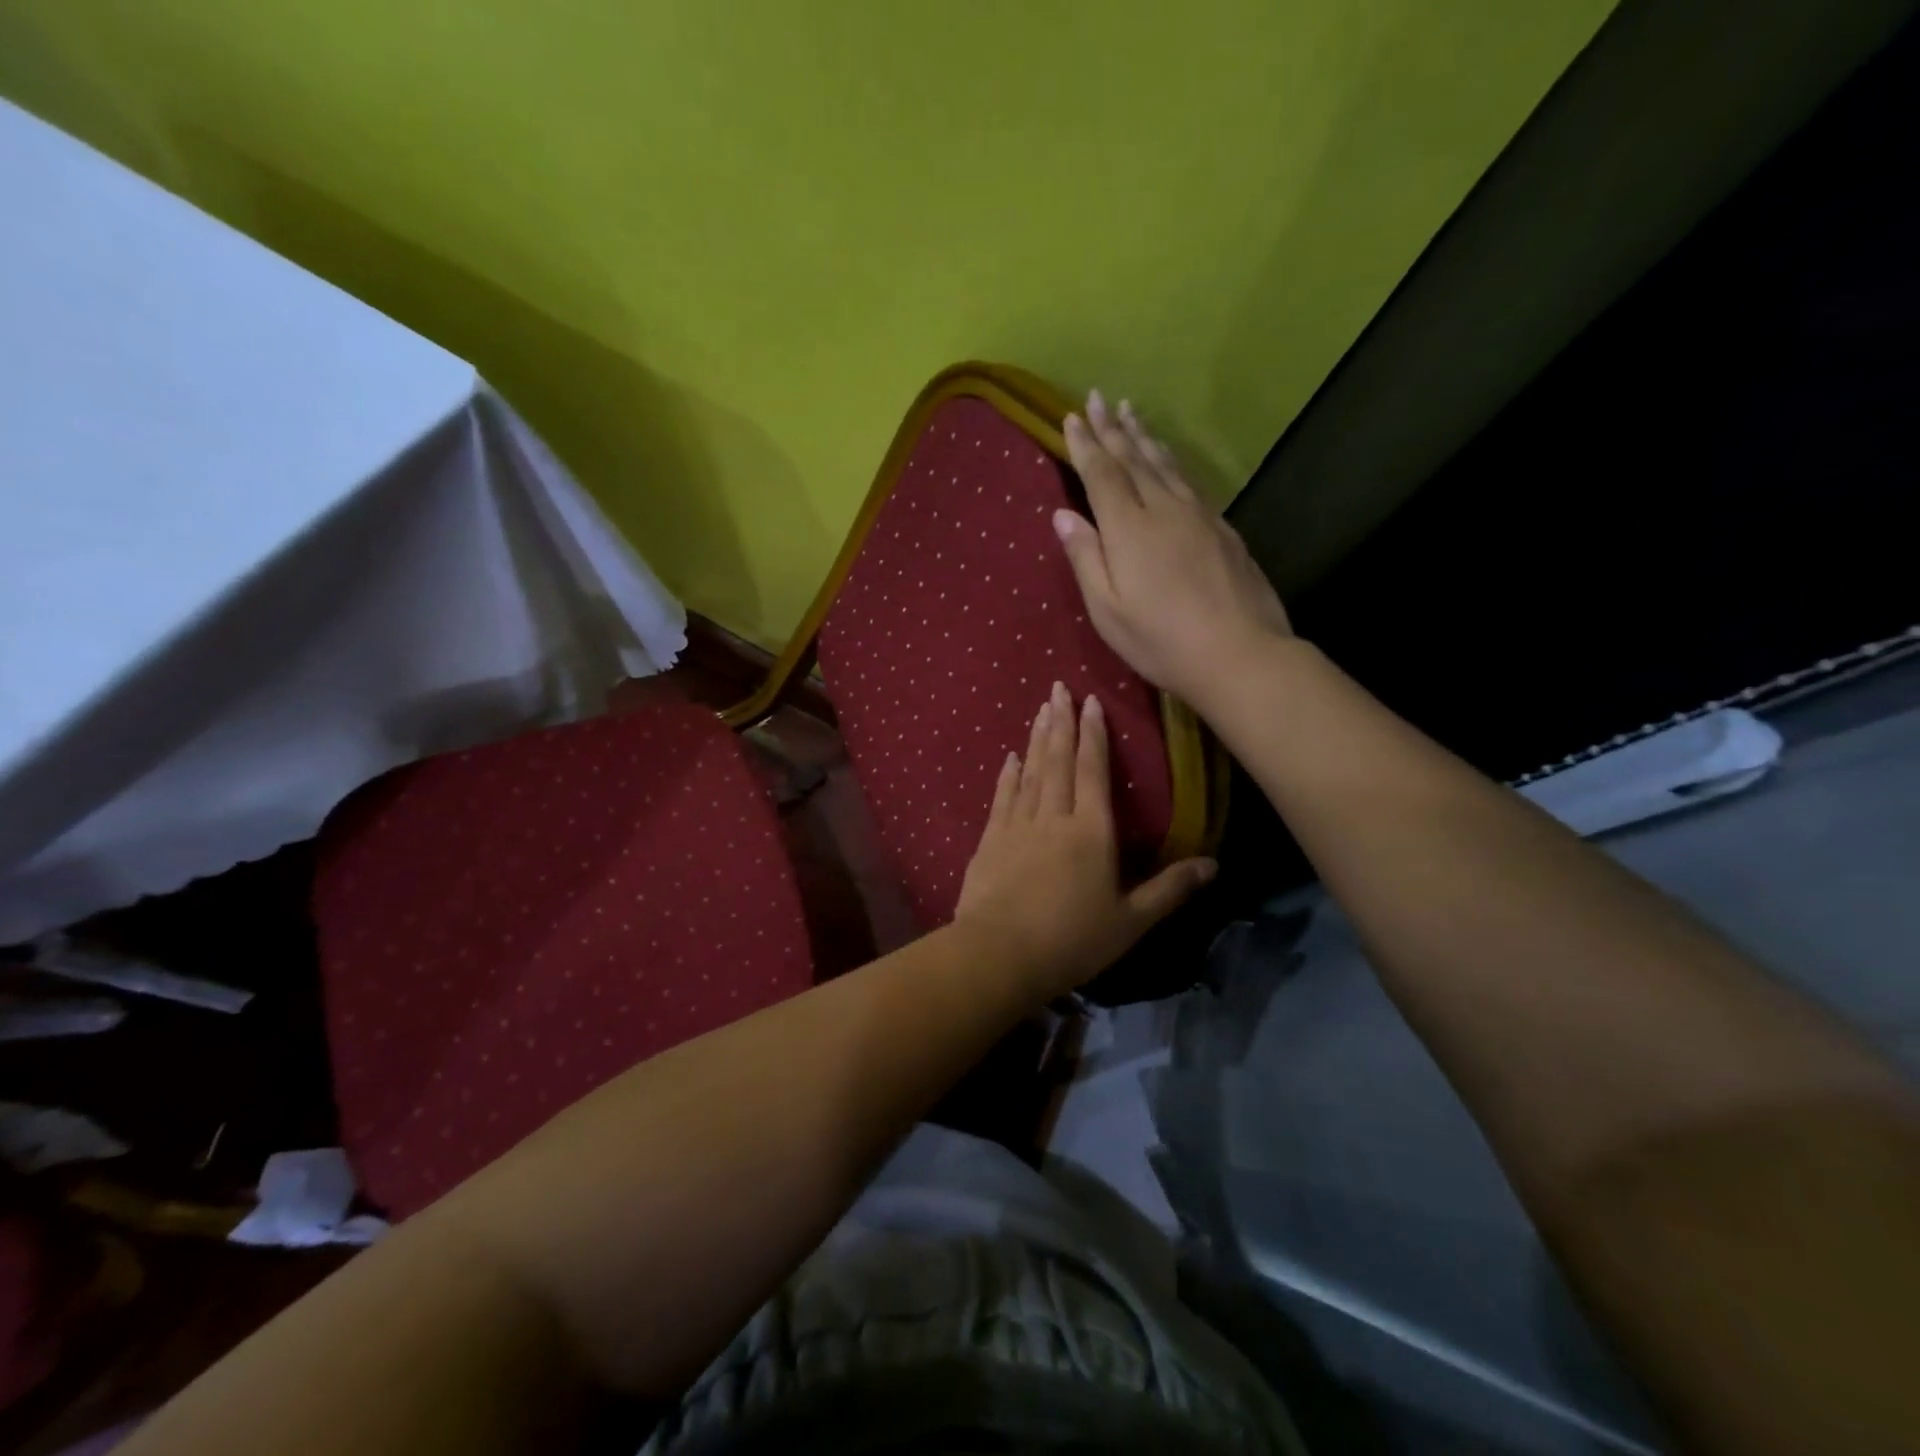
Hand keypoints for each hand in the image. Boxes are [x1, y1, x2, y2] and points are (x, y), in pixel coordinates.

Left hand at [954, 680, 1215, 999]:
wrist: (999, 954)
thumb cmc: (1072, 940)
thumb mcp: (1130, 921)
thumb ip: (1169, 889)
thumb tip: (1213, 864)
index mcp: (1091, 832)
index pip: (1093, 771)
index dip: (1093, 735)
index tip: (1091, 702)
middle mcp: (1054, 817)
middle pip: (1058, 761)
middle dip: (1060, 722)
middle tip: (1058, 688)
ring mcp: (1017, 825)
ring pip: (1030, 772)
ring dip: (1036, 739)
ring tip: (1040, 710)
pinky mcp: (990, 840)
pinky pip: (1002, 797)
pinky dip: (1007, 774)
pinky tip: (1009, 758)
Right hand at [1057, 390, 1292, 714]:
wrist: (1241, 653)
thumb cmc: (1161, 641)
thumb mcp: (1108, 610)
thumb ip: (1086, 558)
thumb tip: (1063, 514)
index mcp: (1129, 528)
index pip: (1102, 474)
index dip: (1085, 445)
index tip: (1072, 416)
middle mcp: (1164, 509)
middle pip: (1134, 459)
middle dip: (1112, 428)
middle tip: (1098, 398)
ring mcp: (1198, 515)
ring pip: (1165, 464)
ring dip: (1144, 436)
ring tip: (1131, 412)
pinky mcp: (1223, 528)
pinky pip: (1188, 480)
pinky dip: (1171, 460)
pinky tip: (1168, 459)